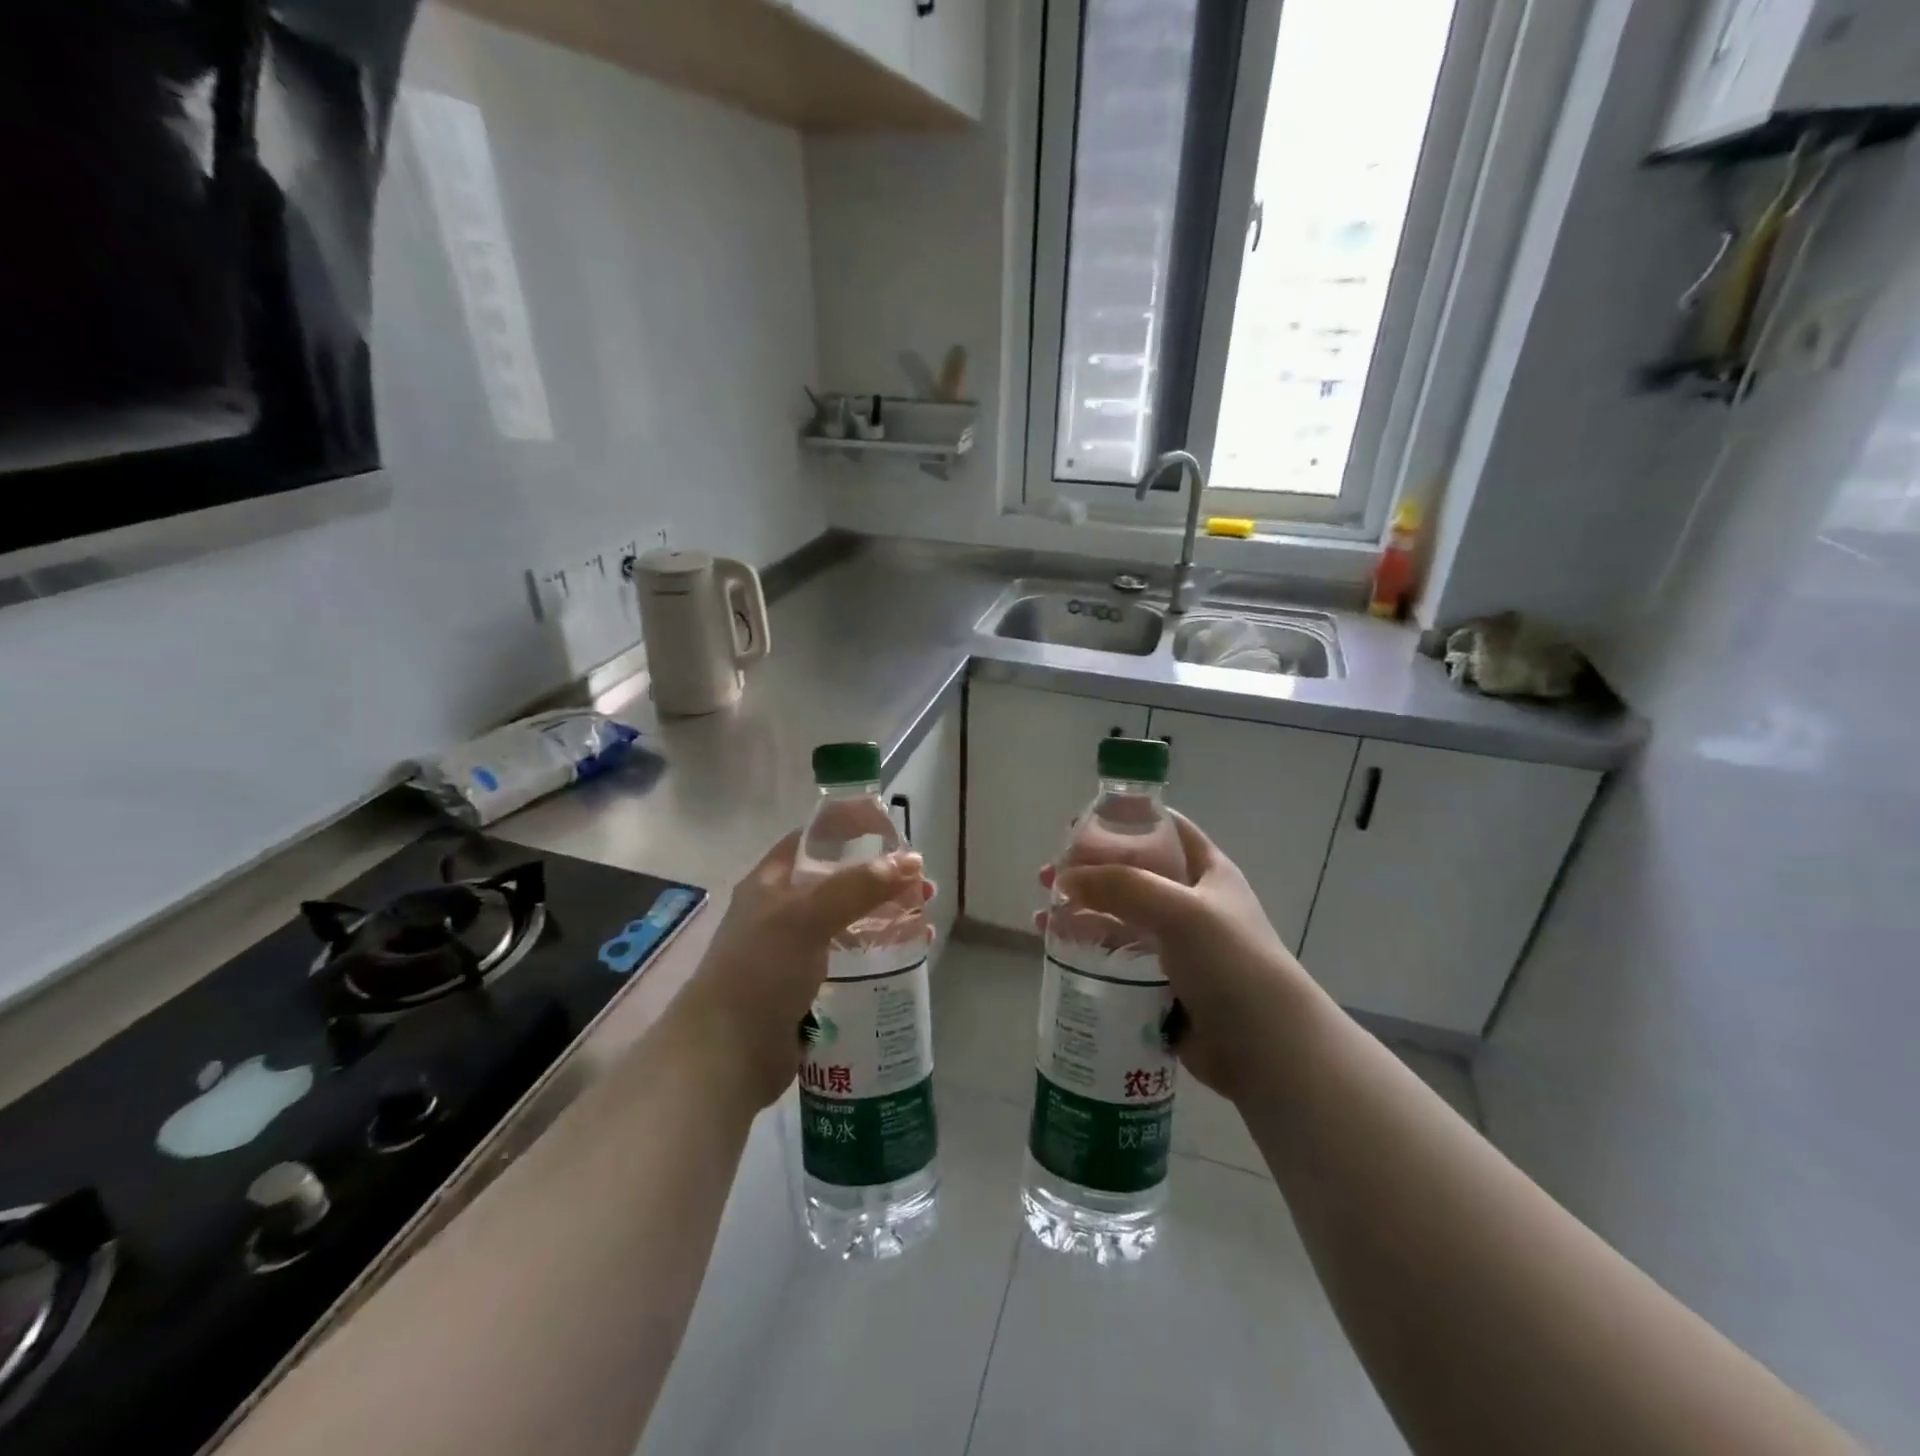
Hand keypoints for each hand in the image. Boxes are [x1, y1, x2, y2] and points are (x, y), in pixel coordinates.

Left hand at [674, 831, 930, 1108]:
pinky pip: (854, 958)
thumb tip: (911, 861)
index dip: (850, 826)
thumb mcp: (806, 917)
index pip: (814, 838)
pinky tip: (912, 952)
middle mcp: (785, 910)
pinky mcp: (812, 986)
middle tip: (921, 882)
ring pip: (852, 920)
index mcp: (772, 882)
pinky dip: (882, 950)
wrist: (726, 1055)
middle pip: (840, 880)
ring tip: (925, 916)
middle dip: (882, 877)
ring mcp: (798, 950)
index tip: (891, 828)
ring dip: (888, 913)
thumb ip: (857, 886)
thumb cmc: (759, 971)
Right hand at [1039, 812, 1314, 1102]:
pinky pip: (1117, 953)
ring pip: (1118, 915)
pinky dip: (1088, 947)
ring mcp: (1175, 942)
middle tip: (1048, 877)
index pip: (1162, 829)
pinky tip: (1058, 948)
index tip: (1076, 826)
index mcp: (1206, 870)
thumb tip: (1064, 879)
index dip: (1123, 821)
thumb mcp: (1179, 910)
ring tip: (1043, 917)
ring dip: (1081, 910)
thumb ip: (1122, 886)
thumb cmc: (1230, 962)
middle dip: (1088, 871)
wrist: (1265, 1048)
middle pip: (1131, 872)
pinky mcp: (1161, 979)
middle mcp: (1190, 900)